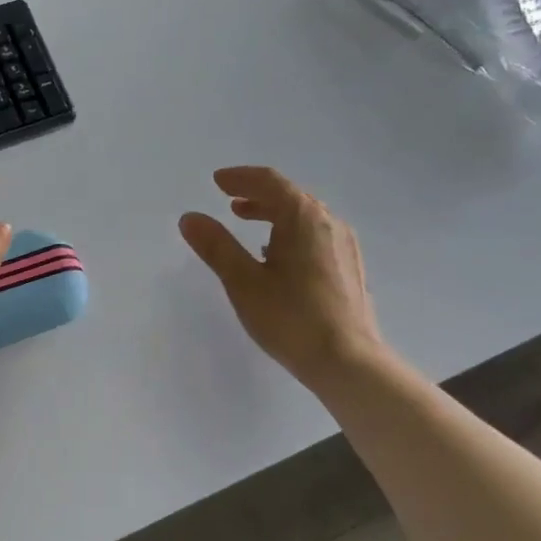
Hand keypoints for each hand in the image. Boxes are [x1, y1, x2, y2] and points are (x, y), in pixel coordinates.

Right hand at [179, 167, 384, 391]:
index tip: (217, 181)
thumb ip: (216, 246)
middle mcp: (328, 221)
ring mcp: (344, 244)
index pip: (269, 181)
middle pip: (290, 195)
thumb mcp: (244, 282)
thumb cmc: (291, 318)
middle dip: (257, 194)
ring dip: (274, 213)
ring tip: (248, 224)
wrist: (348, 362)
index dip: (240, 178)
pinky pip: (316, 234)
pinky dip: (291, 231)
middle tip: (229, 201)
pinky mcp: (350, 266)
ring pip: (305, 215)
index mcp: (303, 217)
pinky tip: (278, 255)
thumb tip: (190, 218)